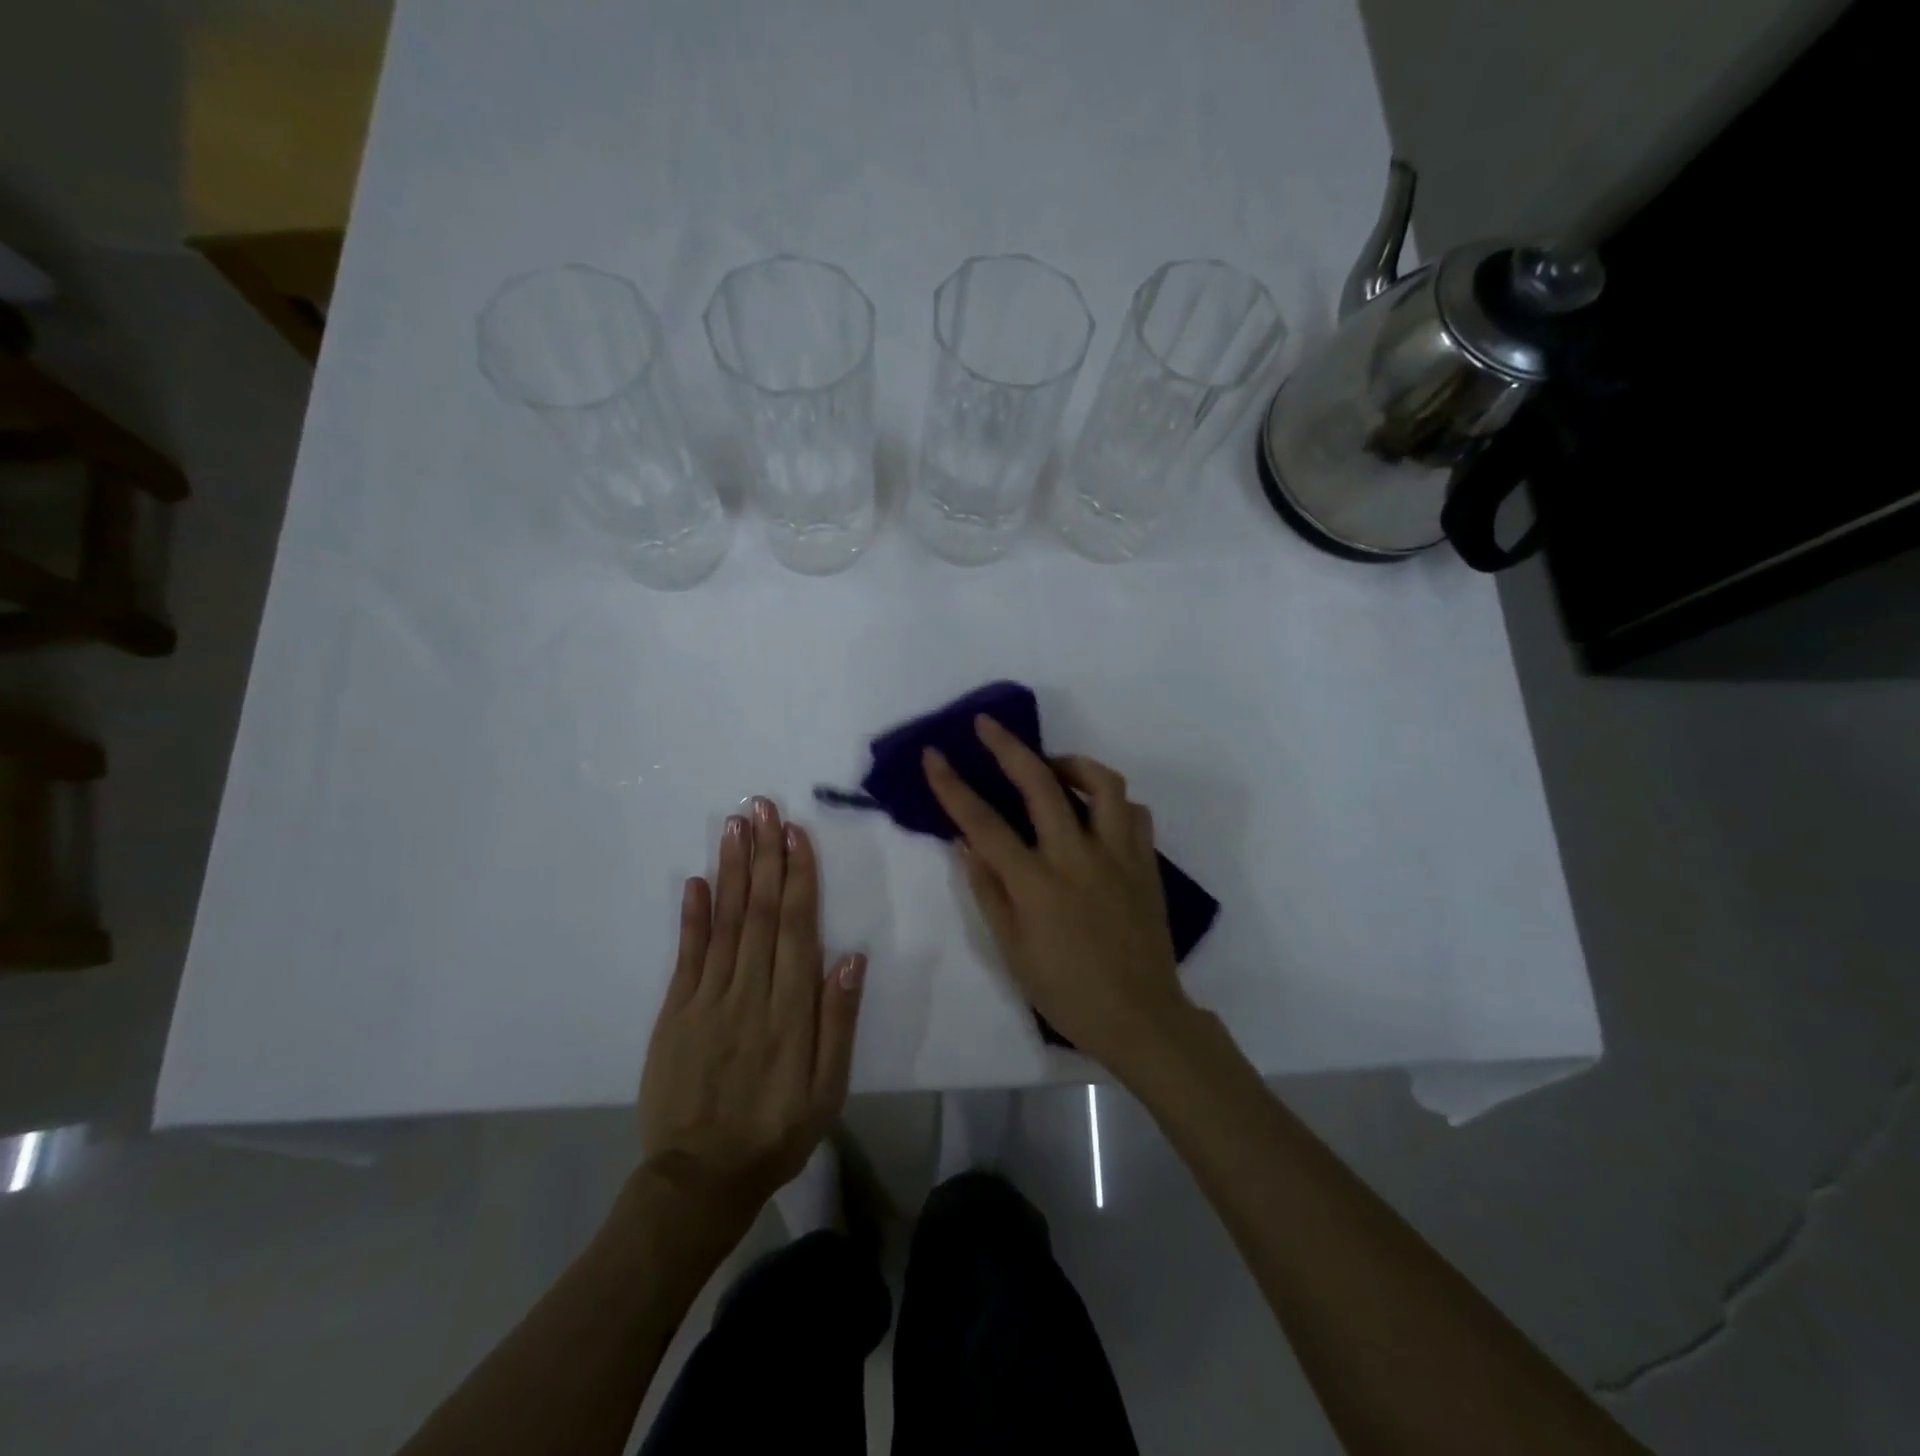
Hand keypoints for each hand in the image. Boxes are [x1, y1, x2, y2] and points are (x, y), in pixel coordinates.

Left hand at [638, 798, 865, 1230]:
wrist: (700, 1180)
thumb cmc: (776, 1132)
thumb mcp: (828, 1091)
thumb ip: (837, 1022)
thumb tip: (850, 957)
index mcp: (789, 1011)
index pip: (795, 928)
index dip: (797, 877)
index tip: (795, 833)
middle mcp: (748, 994)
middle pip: (758, 912)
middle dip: (763, 856)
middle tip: (762, 807)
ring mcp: (706, 1001)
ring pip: (723, 924)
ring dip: (730, 871)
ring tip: (734, 826)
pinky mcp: (674, 1014)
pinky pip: (685, 957)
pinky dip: (691, 916)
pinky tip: (696, 881)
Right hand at [922, 716, 1191, 1077]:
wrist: (1140, 1016)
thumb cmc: (1066, 990)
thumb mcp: (1012, 949)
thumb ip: (988, 890)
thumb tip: (965, 843)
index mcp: (1036, 883)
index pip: (984, 823)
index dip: (953, 786)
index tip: (934, 755)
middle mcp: (1077, 856)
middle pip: (1040, 784)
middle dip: (1008, 747)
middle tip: (988, 724)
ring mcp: (1118, 855)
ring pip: (1102, 783)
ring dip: (1072, 763)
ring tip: (1052, 767)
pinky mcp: (1146, 862)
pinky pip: (1132, 812)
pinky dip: (1111, 800)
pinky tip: (1095, 811)